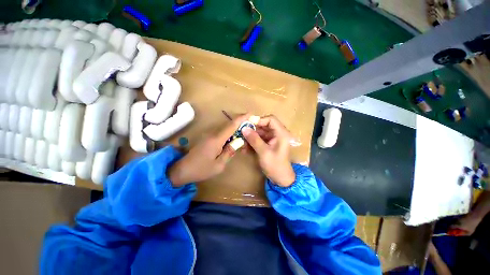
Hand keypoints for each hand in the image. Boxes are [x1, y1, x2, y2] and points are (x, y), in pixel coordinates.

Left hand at [168, 114, 248, 186]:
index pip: (231, 126)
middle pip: (229, 125)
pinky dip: (229, 133)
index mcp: (216, 139)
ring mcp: (209, 135)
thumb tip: (237, 143)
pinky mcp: (207, 138)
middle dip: (240, 123)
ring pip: (225, 128)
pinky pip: (221, 132)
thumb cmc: (201, 169)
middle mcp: (212, 134)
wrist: (182, 170)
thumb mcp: (219, 165)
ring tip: (244, 132)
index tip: (250, 114)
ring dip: (235, 128)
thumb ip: (229, 152)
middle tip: (250, 125)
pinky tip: (233, 139)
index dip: (241, 119)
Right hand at [242, 115, 295, 186]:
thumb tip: (244, 128)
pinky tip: (245, 149)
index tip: (247, 124)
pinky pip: (259, 140)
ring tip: (241, 143)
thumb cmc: (275, 166)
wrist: (281, 179)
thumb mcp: (264, 152)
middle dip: (252, 130)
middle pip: (263, 126)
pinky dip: (252, 143)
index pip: (270, 119)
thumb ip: (254, 139)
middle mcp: (277, 134)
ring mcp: (272, 139)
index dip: (259, 120)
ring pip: (259, 133)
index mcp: (281, 133)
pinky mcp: (268, 144)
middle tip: (241, 133)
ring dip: (250, 137)